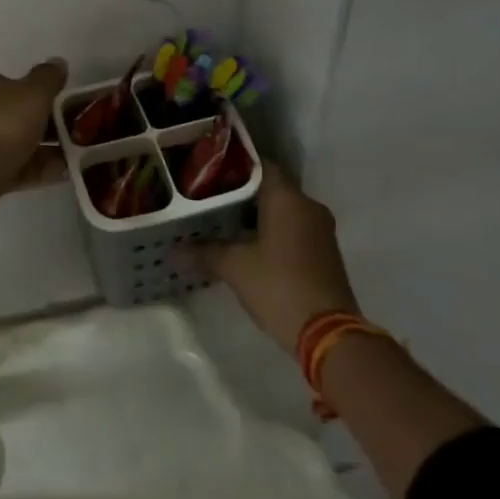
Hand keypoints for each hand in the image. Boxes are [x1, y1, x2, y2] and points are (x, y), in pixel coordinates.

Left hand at [0, 58, 68, 200]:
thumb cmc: (1, 126)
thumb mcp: (33, 94)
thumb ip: (48, 78)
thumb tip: (58, 62)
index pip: (16, 84)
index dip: (42, 93)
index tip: (67, 105)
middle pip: (18, 115)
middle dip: (47, 125)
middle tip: (77, 134)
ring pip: (18, 144)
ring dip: (46, 150)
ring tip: (77, 157)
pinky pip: (15, 169)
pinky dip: (37, 170)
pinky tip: (63, 175)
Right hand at [197, 165, 359, 350]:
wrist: (327, 334)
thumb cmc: (278, 286)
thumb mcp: (234, 267)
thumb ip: (204, 252)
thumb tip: (172, 250)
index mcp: (287, 199)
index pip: (261, 164)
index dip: (235, 164)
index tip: (210, 170)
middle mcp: (308, 206)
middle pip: (271, 187)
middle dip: (242, 192)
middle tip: (209, 196)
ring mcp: (320, 230)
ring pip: (283, 209)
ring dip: (257, 214)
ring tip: (222, 219)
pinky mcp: (324, 252)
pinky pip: (294, 228)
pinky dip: (272, 230)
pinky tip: (247, 243)